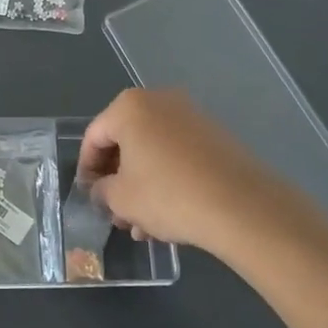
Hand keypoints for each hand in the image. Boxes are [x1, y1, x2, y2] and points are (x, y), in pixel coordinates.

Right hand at [77, 88, 299, 254]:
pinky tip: (167, 216)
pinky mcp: (214, 135)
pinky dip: (166, 179)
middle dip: (117, 179)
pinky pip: (177, 154)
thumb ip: (102, 191)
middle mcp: (159, 101)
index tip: (88, 196)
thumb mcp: (122, 199)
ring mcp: (190, 116)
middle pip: (126, 142)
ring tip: (142, 225)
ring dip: (141, 185)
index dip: (87, 169)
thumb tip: (101, 190)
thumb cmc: (168, 194)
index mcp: (129, 107)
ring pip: (153, 151)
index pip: (95, 136)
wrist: (240, 205)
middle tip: (115, 213)